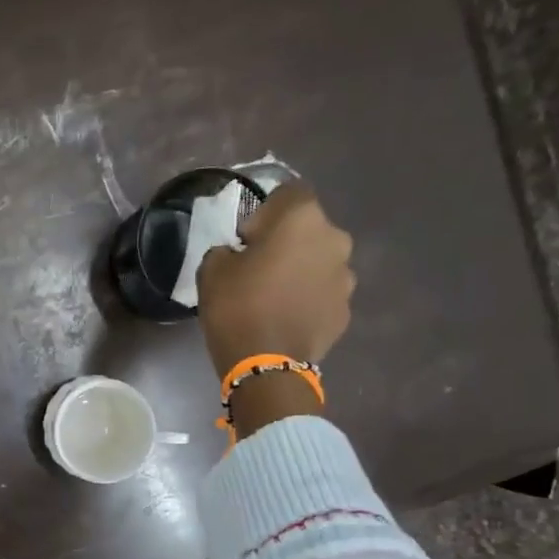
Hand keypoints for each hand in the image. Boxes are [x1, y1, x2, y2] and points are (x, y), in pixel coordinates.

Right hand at [197, 183, 354, 377]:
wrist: (265, 366)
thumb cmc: (237, 307)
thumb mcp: (212, 269)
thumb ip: (227, 250)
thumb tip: (240, 255)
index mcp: (302, 218)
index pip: (289, 192)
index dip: (266, 212)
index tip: (247, 240)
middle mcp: (334, 239)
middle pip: (309, 229)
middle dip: (288, 243)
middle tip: (259, 269)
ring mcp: (346, 278)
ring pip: (320, 263)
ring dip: (301, 272)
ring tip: (275, 298)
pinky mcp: (345, 311)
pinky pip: (324, 295)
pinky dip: (309, 300)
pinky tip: (286, 319)